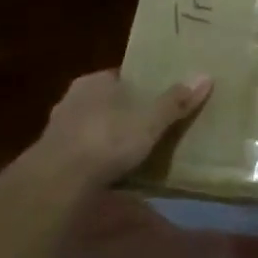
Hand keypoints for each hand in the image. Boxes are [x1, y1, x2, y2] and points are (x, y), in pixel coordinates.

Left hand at [37, 70, 212, 187]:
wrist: (58, 181)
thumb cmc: (107, 139)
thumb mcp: (149, 120)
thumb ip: (175, 101)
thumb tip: (205, 75)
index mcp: (94, 82)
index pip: (121, 76)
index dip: (141, 86)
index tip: (160, 98)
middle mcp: (72, 99)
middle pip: (107, 102)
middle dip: (125, 113)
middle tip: (152, 126)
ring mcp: (59, 130)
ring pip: (93, 127)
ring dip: (109, 138)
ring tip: (135, 151)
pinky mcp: (52, 158)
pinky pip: (83, 153)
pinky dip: (97, 160)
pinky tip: (113, 173)